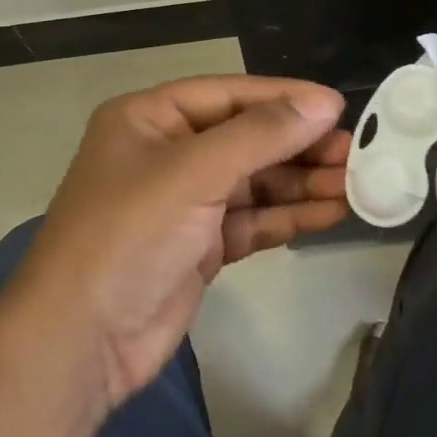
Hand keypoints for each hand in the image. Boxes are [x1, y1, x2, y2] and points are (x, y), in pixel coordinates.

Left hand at [11, 76, 349, 411]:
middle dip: (300, 146)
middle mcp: (167, 154)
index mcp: (150, 119)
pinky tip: (331, 213)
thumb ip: (262, 135)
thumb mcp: (194, 172)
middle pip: (247, 138)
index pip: (230, 95)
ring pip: (255, 182)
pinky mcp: (201, 246)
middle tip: (355, 153)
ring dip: (302, 183)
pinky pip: (253, 220)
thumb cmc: (129, 235)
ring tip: (355, 184)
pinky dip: (289, 217)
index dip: (285, 99)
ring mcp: (185, 203)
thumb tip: (324, 104)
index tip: (339, 107)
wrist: (81, 340)